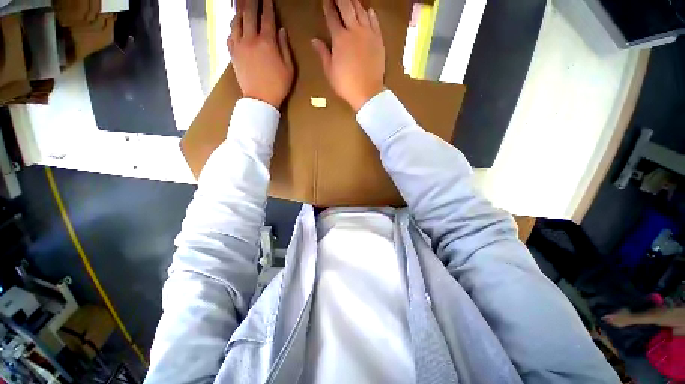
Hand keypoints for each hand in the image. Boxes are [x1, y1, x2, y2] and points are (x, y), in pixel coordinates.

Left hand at [228, 0, 293, 107]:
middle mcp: (251, 39)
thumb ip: (285, 48)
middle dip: (251, 1)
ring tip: (240, 3)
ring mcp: (239, 46)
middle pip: (249, 14)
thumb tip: (281, 31)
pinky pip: (230, 35)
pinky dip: (232, 28)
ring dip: (239, 10)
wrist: (260, 99)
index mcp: (267, 42)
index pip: (267, 17)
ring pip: (236, 21)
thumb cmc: (278, 86)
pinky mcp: (233, 54)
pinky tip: (235, 25)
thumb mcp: (289, 68)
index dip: (267, 5)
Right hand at [312, 0, 384, 110]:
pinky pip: (375, 22)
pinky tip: (368, 10)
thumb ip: (323, 53)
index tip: (326, 0)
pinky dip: (370, 14)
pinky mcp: (378, 40)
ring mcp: (368, 34)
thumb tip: (314, 40)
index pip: (332, 17)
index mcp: (340, 38)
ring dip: (355, 3)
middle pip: (347, 7)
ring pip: (361, 11)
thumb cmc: (346, 84)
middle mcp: (354, 31)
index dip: (328, 6)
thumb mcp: (330, 71)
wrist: (367, 92)